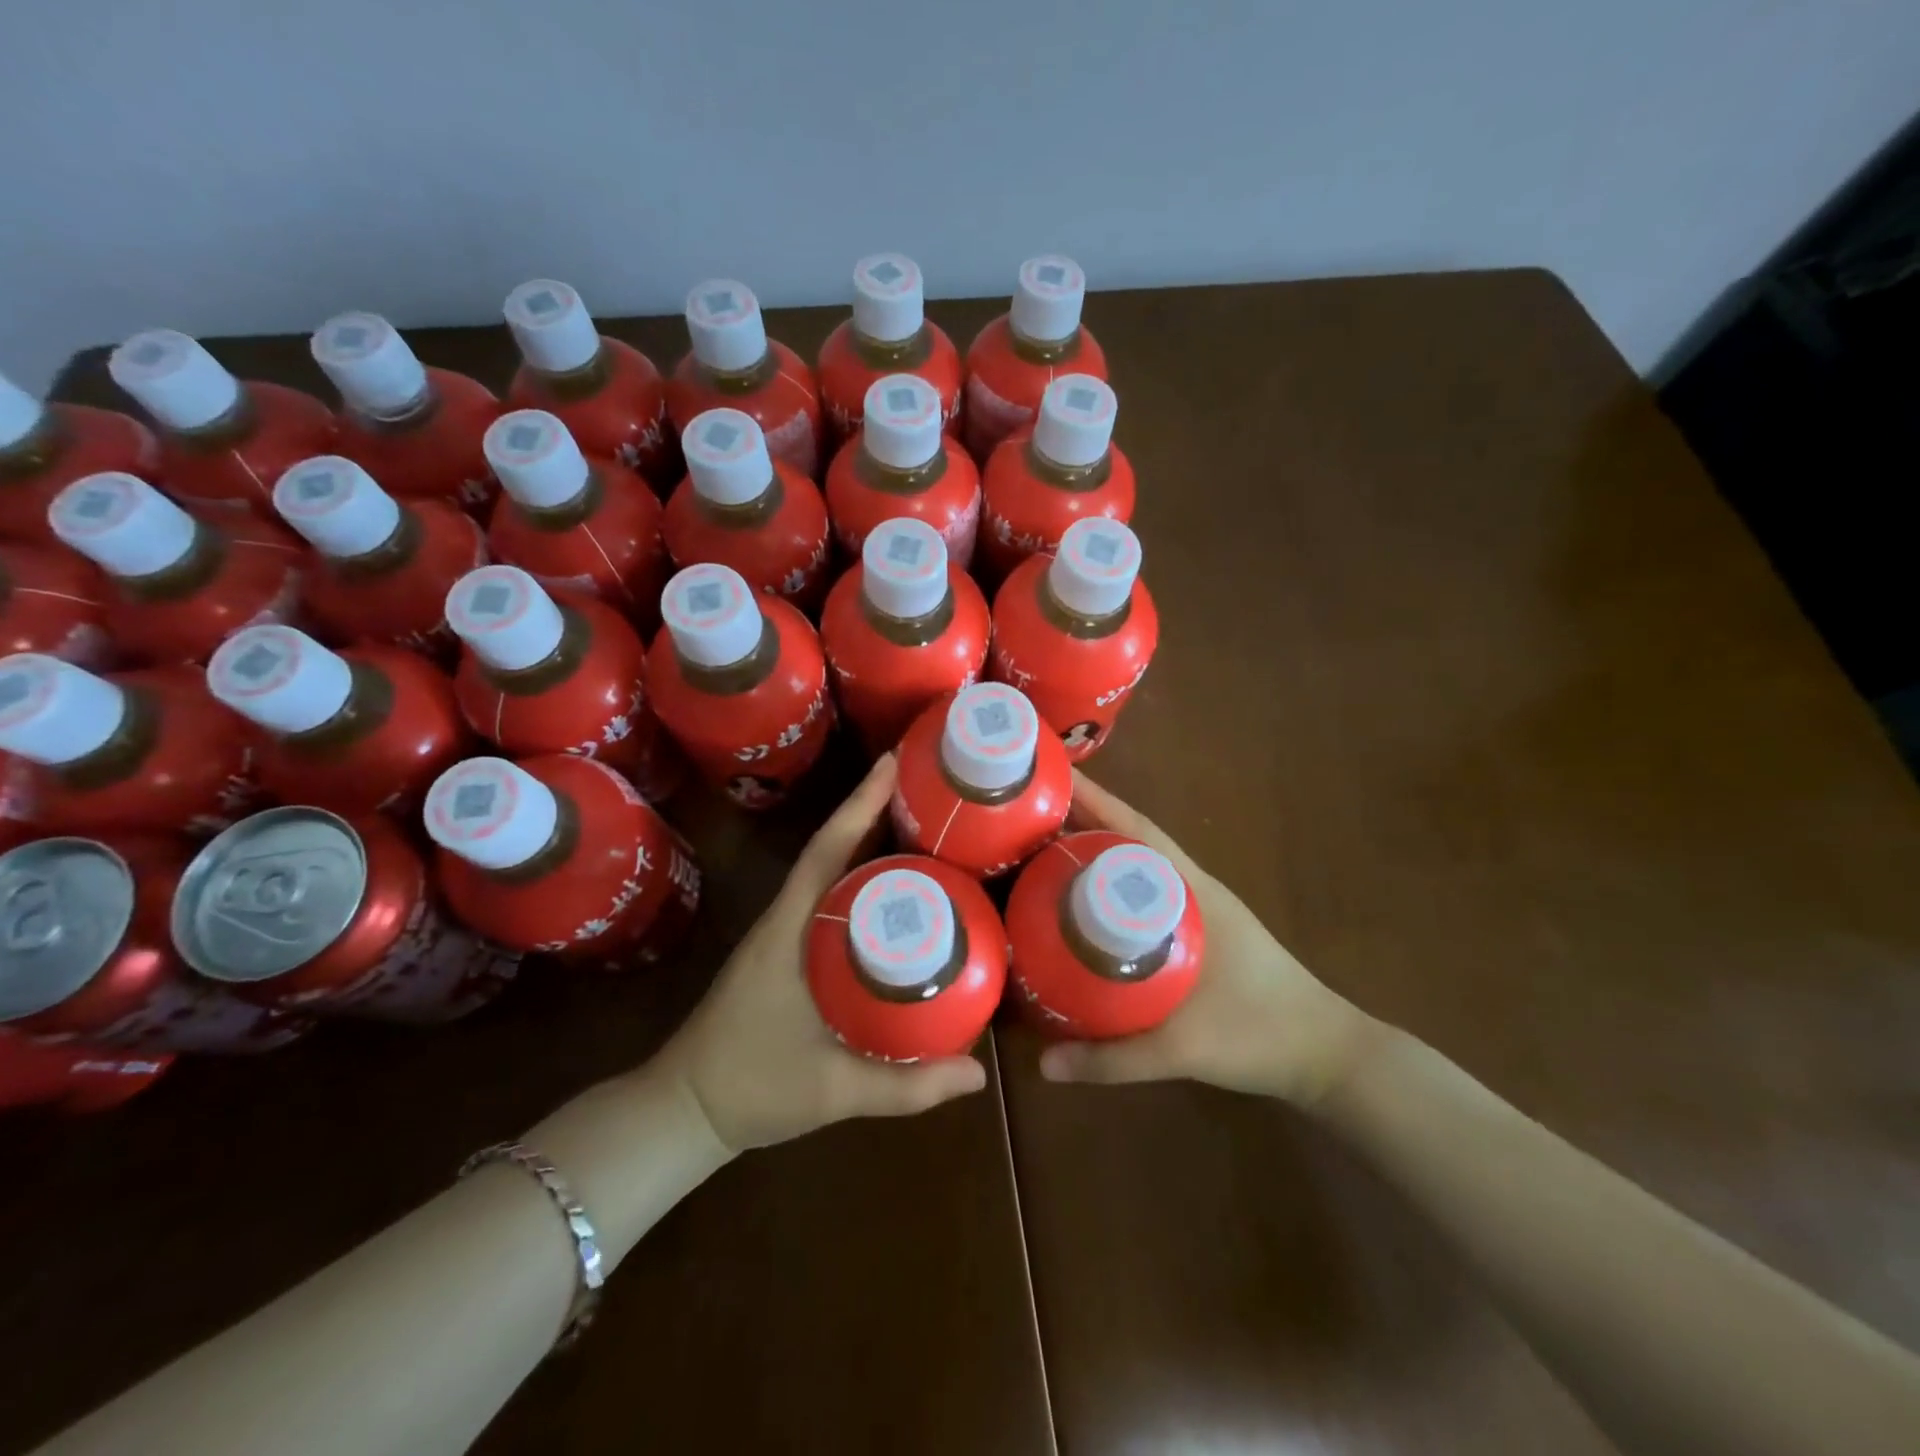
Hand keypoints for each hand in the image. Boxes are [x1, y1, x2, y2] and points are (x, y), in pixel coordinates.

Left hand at [660, 755, 987, 1151]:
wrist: (684, 1110)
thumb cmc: (751, 1088)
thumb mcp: (833, 1090)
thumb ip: (907, 1086)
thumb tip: (979, 1077)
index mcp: (790, 930)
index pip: (827, 852)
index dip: (860, 805)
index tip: (893, 764)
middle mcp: (786, 918)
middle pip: (833, 849)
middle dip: (874, 811)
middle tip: (928, 790)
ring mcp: (782, 933)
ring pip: (829, 871)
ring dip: (867, 842)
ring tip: (921, 825)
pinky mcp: (785, 950)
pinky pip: (827, 898)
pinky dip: (858, 879)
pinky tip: (892, 891)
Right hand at [1039, 772, 1377, 1107]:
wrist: (1325, 1055)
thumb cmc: (1262, 1035)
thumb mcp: (1185, 1050)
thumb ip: (1115, 1059)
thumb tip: (1042, 1064)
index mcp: (1194, 893)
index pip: (1138, 832)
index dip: (1095, 801)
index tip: (1053, 778)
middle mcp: (1193, 888)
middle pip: (1130, 839)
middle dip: (1081, 819)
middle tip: (1025, 814)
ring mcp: (1196, 907)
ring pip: (1136, 864)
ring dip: (1095, 848)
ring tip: (1040, 846)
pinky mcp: (1197, 929)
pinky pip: (1143, 891)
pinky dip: (1110, 881)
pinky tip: (1080, 899)